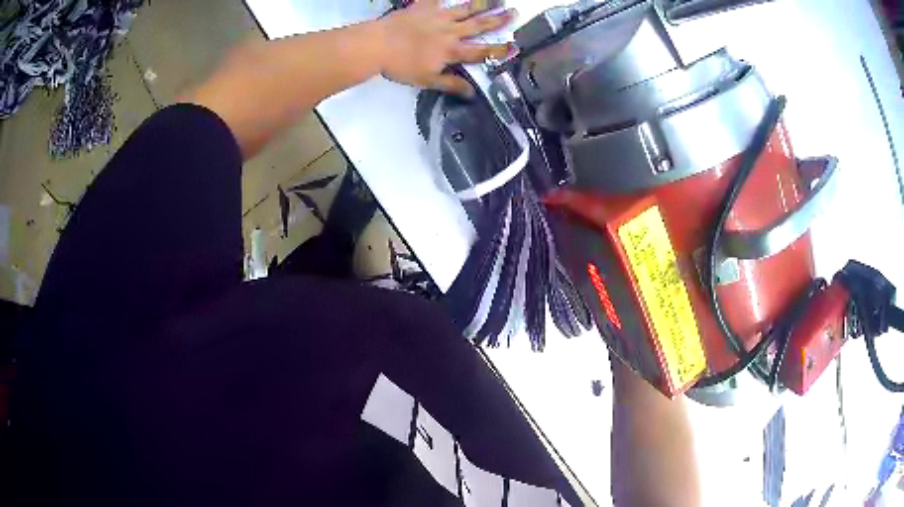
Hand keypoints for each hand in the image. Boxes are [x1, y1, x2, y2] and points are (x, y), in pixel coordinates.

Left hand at [378, 0, 515, 96]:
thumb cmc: (400, 66)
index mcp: (451, 51)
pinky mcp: (424, 6)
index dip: (499, 50)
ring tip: (498, 0)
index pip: (481, 51)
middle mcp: (450, 31)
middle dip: (498, 20)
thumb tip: (472, 94)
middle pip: (479, 25)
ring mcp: (438, 16)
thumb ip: (451, 84)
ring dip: (483, 4)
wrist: (377, 45)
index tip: (515, 46)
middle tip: (515, 13)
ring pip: (465, 8)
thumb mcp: (427, 80)